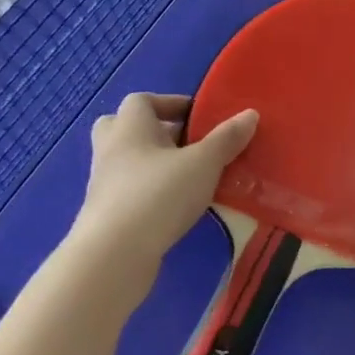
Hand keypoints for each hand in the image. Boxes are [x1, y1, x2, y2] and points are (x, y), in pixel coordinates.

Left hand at [67, 93, 257, 269]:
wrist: (114, 254)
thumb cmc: (159, 194)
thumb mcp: (203, 163)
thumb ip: (227, 138)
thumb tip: (250, 114)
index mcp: (130, 126)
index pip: (143, 100)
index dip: (171, 103)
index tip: (200, 118)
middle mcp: (111, 148)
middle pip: (127, 128)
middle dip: (156, 132)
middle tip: (187, 144)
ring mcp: (104, 182)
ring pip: (129, 161)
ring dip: (156, 164)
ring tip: (190, 177)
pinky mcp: (106, 213)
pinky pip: (130, 190)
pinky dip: (151, 191)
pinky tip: (176, 206)